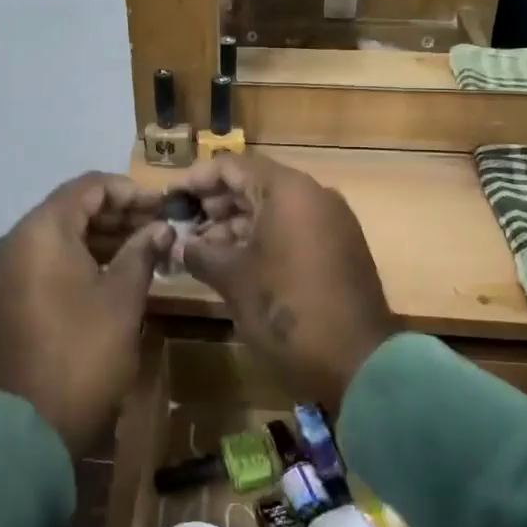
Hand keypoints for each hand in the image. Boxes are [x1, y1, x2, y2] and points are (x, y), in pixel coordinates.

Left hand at [0, 173, 172, 455]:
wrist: (29, 428)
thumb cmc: (84, 352)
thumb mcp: (123, 297)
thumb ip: (142, 251)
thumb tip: (160, 228)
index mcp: (40, 232)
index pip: (88, 187)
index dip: (129, 191)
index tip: (163, 205)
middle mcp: (14, 242)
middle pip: (70, 209)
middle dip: (116, 214)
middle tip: (157, 228)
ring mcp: (4, 272)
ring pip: (57, 237)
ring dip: (99, 238)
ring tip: (142, 249)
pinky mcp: (4, 298)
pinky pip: (44, 262)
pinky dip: (77, 259)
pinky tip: (111, 272)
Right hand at [170, 155, 393, 408]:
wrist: (358, 360)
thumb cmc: (286, 309)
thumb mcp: (233, 279)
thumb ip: (200, 253)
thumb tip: (180, 245)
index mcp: (288, 190)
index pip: (231, 166)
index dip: (195, 180)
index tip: (169, 200)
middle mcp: (313, 195)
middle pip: (253, 184)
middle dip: (214, 204)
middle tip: (181, 227)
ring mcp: (330, 221)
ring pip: (272, 208)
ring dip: (235, 224)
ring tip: (200, 250)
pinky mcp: (338, 247)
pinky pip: (292, 228)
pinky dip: (261, 238)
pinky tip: (233, 262)